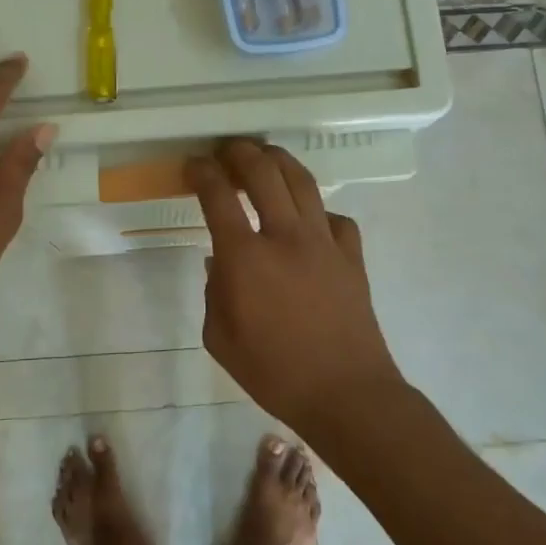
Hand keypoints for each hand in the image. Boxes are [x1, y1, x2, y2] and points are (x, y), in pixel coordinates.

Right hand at [187, 140, 402, 436]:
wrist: (345, 393)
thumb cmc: (274, 373)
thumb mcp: (220, 340)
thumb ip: (214, 293)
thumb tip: (220, 263)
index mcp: (245, 257)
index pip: (218, 196)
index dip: (202, 172)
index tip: (193, 165)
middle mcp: (285, 236)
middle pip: (263, 172)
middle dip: (240, 152)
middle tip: (227, 150)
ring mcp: (324, 242)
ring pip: (302, 181)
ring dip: (279, 161)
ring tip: (266, 158)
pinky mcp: (352, 255)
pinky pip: (335, 217)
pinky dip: (317, 211)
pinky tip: (309, 221)